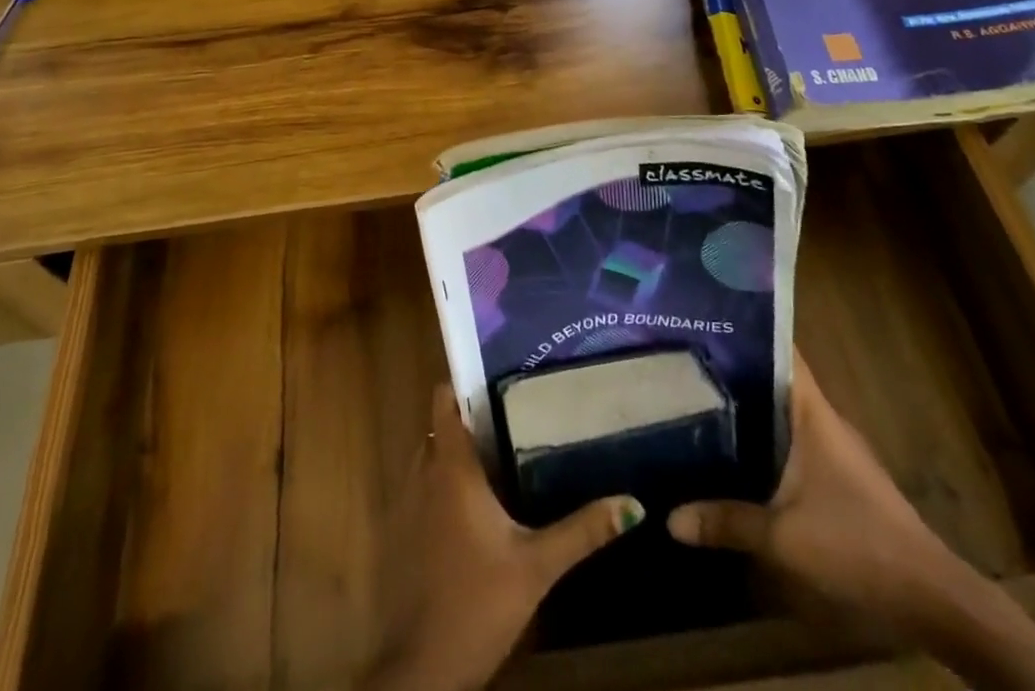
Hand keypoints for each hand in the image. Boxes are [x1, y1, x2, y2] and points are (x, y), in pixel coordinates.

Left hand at [363, 385, 644, 690]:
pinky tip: (474, 504)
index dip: (462, 382)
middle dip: (468, 419)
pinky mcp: (401, 536)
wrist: (421, 672)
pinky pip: (421, 489)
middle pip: (439, 427)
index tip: (493, 373)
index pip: (444, 401)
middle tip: (510, 413)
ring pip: (428, 458)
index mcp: (451, 468)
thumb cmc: (477, 604)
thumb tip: (633, 503)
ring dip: (454, 453)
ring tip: (498, 450)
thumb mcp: (537, 566)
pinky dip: (441, 484)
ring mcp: (406, 505)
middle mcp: (423, 473)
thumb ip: (582, 531)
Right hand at [667, 350, 966, 635]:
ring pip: (781, 410)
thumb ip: (726, 522)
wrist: (928, 595)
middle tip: (683, 356)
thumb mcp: (783, 537)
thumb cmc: (856, 544)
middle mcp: (822, 418)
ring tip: (696, 393)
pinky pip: (790, 438)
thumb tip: (670, 518)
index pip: (781, 350)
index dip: (748, 328)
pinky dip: (762, 434)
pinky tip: (733, 445)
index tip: (707, 314)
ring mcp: (832, 447)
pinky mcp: (835, 474)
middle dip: (734, 366)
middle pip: (774, 378)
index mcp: (812, 412)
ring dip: (747, 403)